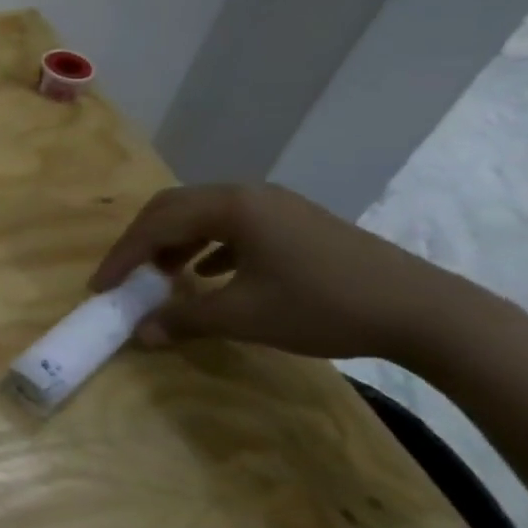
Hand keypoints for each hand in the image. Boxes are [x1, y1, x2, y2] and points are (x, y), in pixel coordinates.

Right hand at [89, 183, 460, 360]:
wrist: (425, 312)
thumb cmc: (324, 306)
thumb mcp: (246, 316)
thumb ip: (186, 319)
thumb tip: (140, 333)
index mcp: (231, 206)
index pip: (157, 223)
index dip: (123, 255)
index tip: (102, 286)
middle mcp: (247, 194)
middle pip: (175, 208)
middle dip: (143, 242)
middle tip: (125, 276)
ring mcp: (275, 206)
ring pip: (204, 216)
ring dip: (175, 243)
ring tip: (162, 275)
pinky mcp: (296, 223)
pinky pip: (234, 226)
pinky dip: (208, 247)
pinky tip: (209, 274)